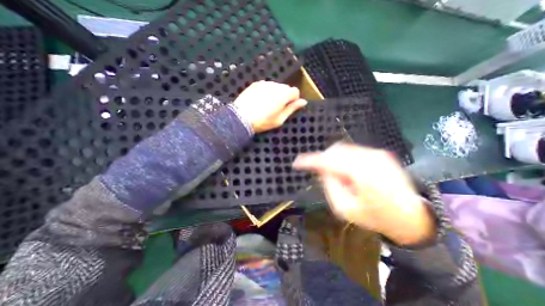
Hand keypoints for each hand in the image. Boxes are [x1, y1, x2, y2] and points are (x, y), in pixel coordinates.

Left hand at [233, 81, 305, 132]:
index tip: (288, 107)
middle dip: (285, 96)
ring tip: (267, 105)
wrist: (241, 117)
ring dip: (276, 93)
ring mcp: (264, 83)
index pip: (295, 91)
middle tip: (277, 108)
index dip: (294, 100)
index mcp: (283, 94)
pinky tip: (260, 100)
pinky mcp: (256, 84)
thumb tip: (303, 102)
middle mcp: (275, 85)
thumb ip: (292, 109)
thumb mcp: (280, 119)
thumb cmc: (262, 121)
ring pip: (276, 86)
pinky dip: (267, 91)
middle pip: (286, 88)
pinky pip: (266, 86)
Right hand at [291, 144, 437, 245]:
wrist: (410, 216)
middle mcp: (370, 159)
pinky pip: (352, 151)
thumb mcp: (345, 209)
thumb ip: (330, 186)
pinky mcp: (380, 153)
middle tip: (319, 172)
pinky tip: (346, 170)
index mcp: (362, 175)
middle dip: (323, 159)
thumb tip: (323, 170)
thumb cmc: (375, 217)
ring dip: (333, 159)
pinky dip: (343, 158)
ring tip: (337, 174)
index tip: (297, 163)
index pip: (328, 161)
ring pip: (343, 149)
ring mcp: (377, 153)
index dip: (310, 161)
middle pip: (335, 151)